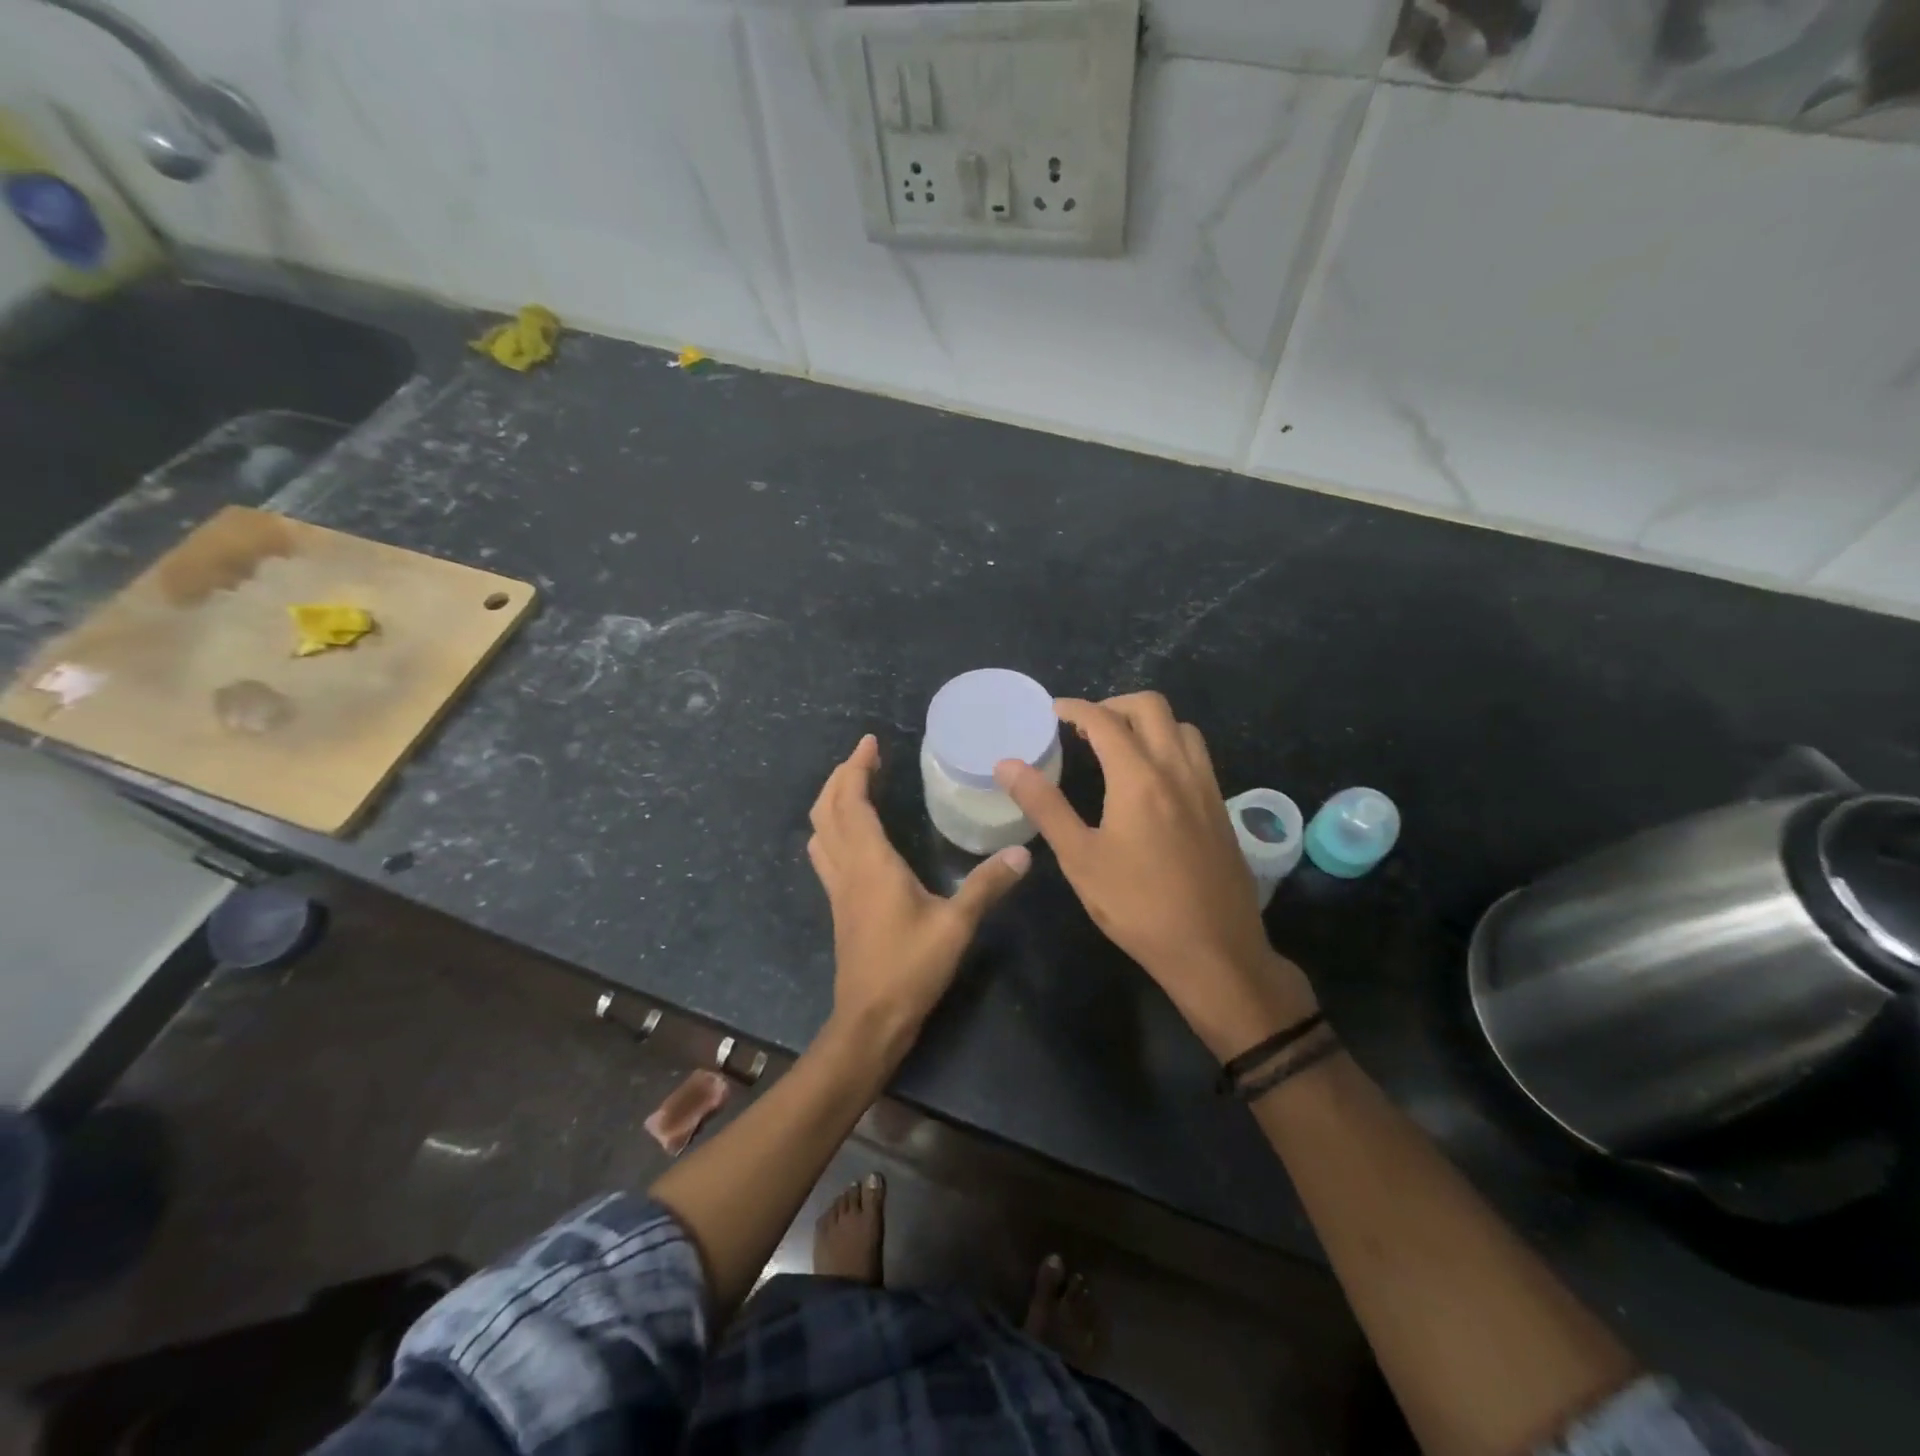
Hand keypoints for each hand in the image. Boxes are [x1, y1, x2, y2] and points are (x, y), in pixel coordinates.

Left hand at [808, 735, 1029, 1046]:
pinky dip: (834, 828)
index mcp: (870, 862)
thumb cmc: (910, 968)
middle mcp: (847, 867)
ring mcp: (838, 888)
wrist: (870, 1019)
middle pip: (827, 809)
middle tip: (866, 757)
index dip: (857, 767)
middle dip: (842, 777)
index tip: (871, 742)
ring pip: (821, 831)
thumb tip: (1022, 853)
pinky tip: (855, 835)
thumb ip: (986, 885)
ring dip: (833, 801)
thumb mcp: (956, 925)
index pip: (852, 801)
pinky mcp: (840, 906)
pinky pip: (827, 853)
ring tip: (856, 786)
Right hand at [995, 694, 1317, 1060]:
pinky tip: (1151, 780)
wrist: (1214, 951)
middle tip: (1084, 727)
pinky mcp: (1221, 808)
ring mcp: (1206, 787)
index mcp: (1139, 778)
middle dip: (1113, 705)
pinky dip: (1169, 744)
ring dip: (1147, 722)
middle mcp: (1178, 770)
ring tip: (1118, 747)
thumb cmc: (1137, 906)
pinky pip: (1196, 754)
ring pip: (1181, 727)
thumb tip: (1007, 764)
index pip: (1104, 721)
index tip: (1053, 711)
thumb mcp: (1080, 858)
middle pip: (1151, 707)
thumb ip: (1044, 805)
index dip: (1075, 708)